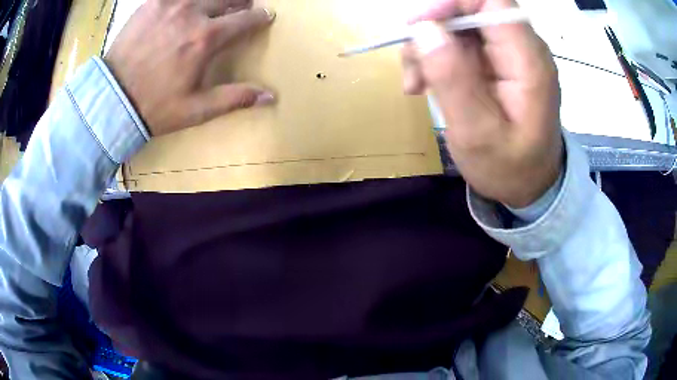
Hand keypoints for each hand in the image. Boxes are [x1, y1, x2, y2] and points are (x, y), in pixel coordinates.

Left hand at [105, 0, 275, 136]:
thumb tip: (271, 96)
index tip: (265, 17)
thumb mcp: (196, 109)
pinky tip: (188, 6)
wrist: (112, 100)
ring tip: (217, 5)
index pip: (246, 19)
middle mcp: (192, 13)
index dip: (260, 18)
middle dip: (241, 1)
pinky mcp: (152, 3)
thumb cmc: (154, 107)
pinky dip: (188, 0)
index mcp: (206, 38)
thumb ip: (234, 98)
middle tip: (243, 6)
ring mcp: (170, 4)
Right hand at [402, 0, 562, 207]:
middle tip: (413, 68)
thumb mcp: (477, 133)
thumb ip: (453, 78)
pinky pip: (461, 42)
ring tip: (417, 83)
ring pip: (460, 25)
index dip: (451, 3)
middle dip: (433, 29)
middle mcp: (523, 47)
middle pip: (470, 9)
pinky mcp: (498, 61)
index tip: (420, 28)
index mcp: (528, 60)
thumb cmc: (508, 168)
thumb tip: (423, 28)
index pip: (490, 0)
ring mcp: (510, 53)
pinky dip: (438, 57)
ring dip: (430, 46)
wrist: (529, 186)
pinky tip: (427, 83)